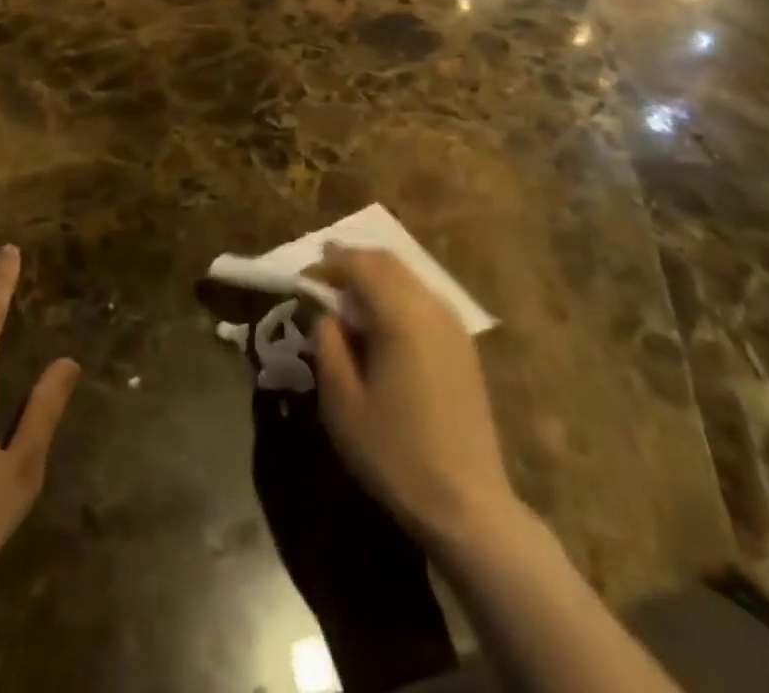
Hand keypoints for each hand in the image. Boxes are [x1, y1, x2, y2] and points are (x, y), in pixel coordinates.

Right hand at [310, 247, 518, 549]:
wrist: (468, 506)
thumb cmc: (396, 454)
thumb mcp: (342, 403)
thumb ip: (328, 345)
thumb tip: (326, 315)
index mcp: (401, 315)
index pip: (359, 264)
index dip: (326, 267)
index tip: (300, 284)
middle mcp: (431, 307)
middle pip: (386, 262)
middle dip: (350, 264)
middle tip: (319, 284)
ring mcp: (453, 325)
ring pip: (407, 277)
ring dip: (374, 278)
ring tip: (345, 303)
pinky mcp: (463, 345)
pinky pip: (423, 299)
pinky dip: (395, 296)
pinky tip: (380, 326)